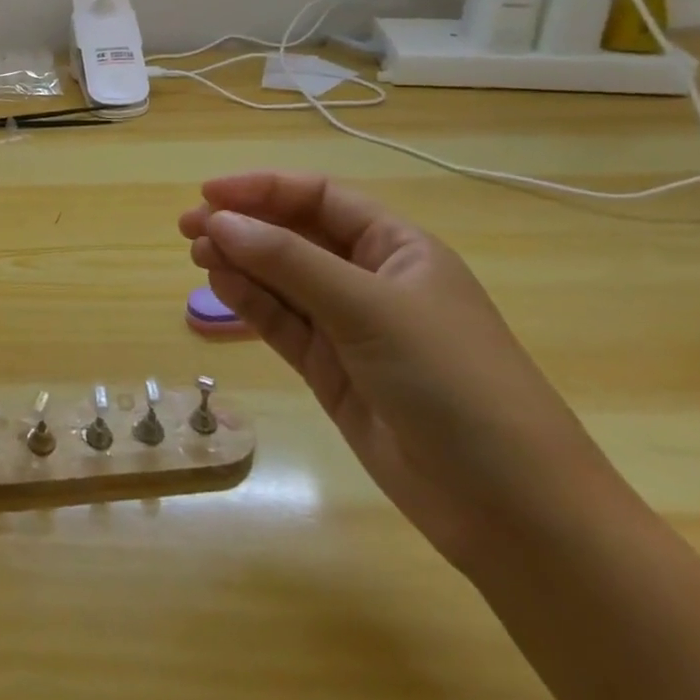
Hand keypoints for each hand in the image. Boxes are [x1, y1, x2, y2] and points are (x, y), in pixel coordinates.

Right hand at [181, 172, 629, 570]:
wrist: (511, 510)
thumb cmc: (453, 382)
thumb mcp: (370, 308)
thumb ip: (289, 261)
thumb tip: (219, 222)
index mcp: (397, 248)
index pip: (319, 198)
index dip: (263, 189)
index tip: (210, 195)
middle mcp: (370, 279)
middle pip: (294, 235)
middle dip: (243, 226)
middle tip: (188, 228)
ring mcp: (349, 327)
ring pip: (280, 279)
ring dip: (239, 262)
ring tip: (197, 256)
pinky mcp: (331, 369)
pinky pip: (281, 322)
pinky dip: (249, 302)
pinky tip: (219, 286)